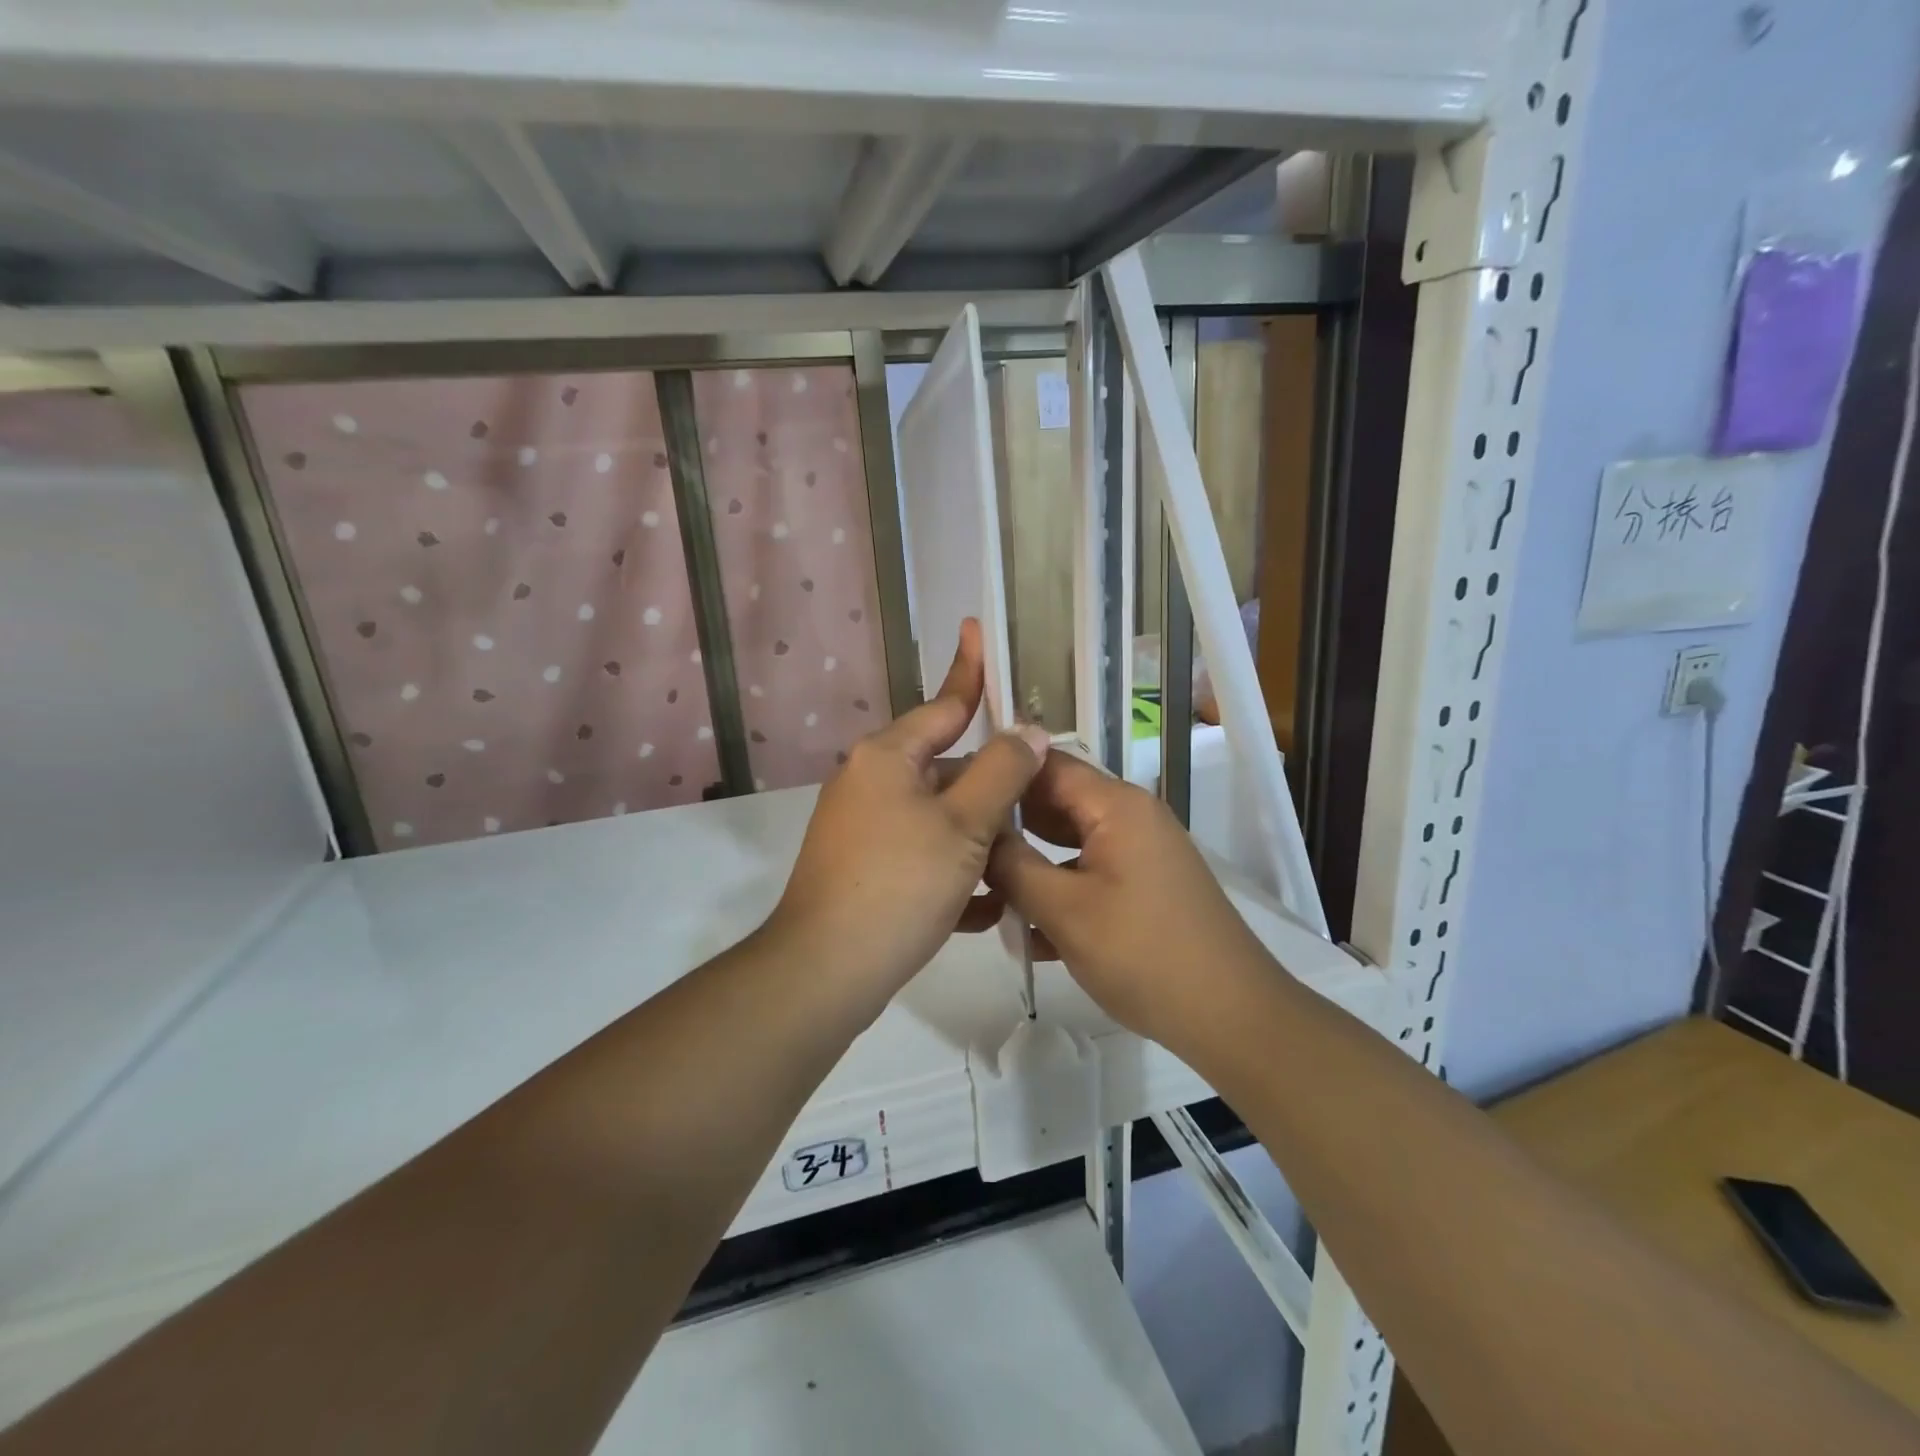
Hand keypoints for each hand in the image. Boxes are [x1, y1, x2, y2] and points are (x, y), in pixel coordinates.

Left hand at [768, 620, 1050, 1012]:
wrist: (826, 971)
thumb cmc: (899, 883)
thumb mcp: (963, 824)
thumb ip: (1002, 771)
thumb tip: (1029, 731)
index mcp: (888, 756)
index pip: (943, 704)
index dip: (969, 670)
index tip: (978, 630)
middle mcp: (869, 782)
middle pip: (945, 766)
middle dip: (991, 784)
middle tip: (1041, 793)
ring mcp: (862, 827)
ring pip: (937, 816)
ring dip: (978, 835)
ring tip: (1022, 857)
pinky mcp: (864, 868)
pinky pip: (920, 855)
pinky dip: (952, 872)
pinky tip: (987, 905)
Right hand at [985, 752, 1272, 1049]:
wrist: (1231, 1015)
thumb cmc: (1143, 955)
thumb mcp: (1065, 910)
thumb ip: (1013, 866)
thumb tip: (979, 835)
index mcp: (1116, 805)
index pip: (1046, 764)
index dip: (998, 774)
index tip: (952, 794)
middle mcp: (1131, 816)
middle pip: (1056, 802)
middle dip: (1008, 823)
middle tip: (959, 845)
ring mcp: (1141, 852)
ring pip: (1069, 842)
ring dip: (1029, 863)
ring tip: (982, 888)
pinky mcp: (1144, 886)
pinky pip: (1089, 872)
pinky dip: (1059, 889)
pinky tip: (1026, 929)